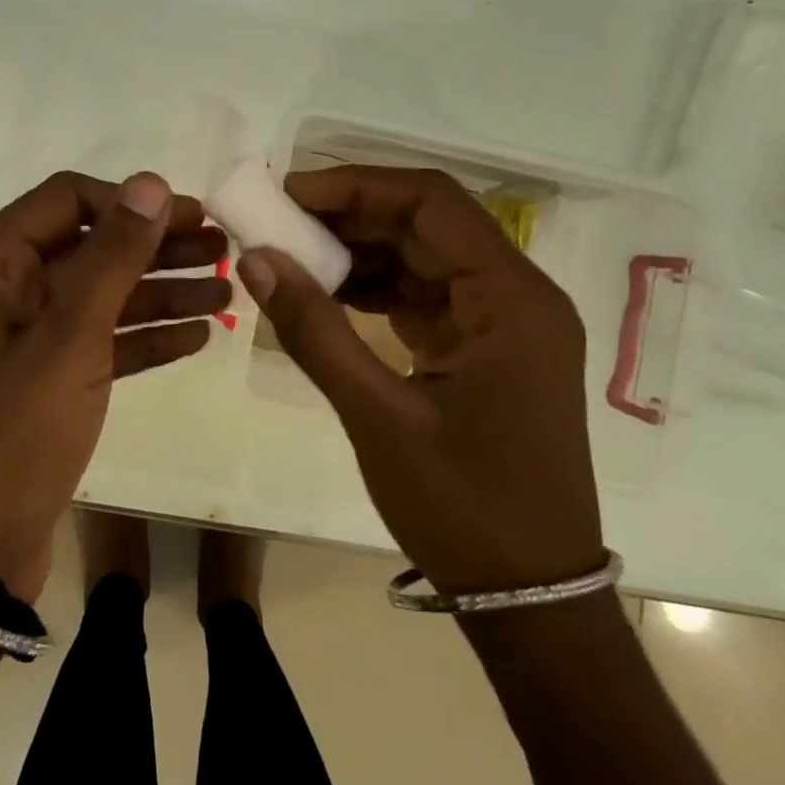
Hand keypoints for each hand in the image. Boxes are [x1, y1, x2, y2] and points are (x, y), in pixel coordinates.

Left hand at [0, 172, 228, 600]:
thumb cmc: (9, 436)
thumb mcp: (67, 339)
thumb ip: (112, 256)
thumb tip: (150, 182)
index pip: (66, 199)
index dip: (130, 202)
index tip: (190, 216)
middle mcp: (0, 289)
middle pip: (89, 247)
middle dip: (157, 248)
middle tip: (224, 251)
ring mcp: (21, 338)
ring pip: (100, 297)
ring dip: (161, 292)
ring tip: (227, 293)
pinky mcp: (41, 381)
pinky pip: (98, 342)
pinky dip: (143, 337)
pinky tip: (197, 336)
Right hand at [239, 166, 602, 593]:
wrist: (530, 598)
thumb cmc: (464, 507)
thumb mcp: (377, 415)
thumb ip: (313, 329)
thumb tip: (254, 259)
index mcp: (512, 299)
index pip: (432, 203)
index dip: (357, 185)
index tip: (289, 194)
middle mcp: (517, 295)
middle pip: (428, 223)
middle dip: (351, 216)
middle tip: (279, 222)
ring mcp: (504, 322)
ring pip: (423, 255)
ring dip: (360, 251)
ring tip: (292, 255)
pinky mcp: (485, 346)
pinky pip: (425, 293)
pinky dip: (376, 287)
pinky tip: (326, 293)